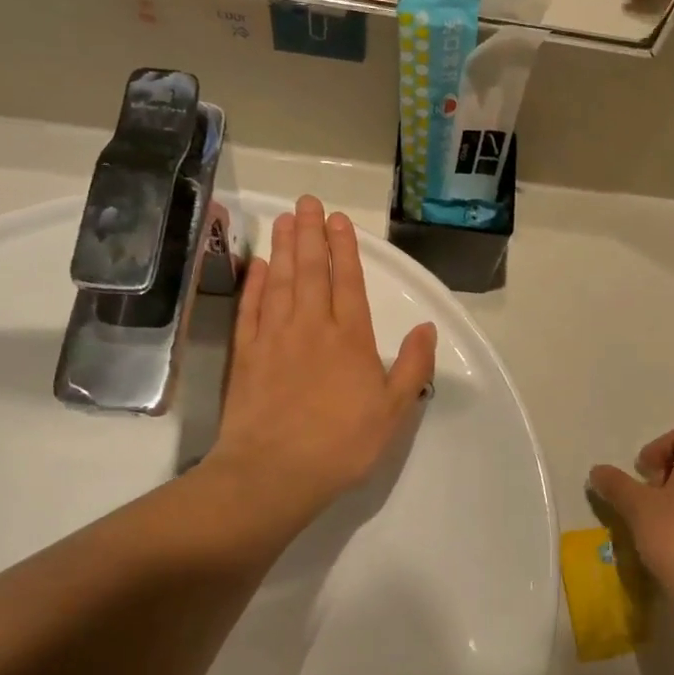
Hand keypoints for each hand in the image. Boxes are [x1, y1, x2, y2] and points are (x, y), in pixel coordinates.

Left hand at [206, 196, 436, 543]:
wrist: (274, 472)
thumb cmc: (342, 444)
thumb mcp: (394, 410)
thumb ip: (412, 366)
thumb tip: (427, 328)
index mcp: (350, 338)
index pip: (347, 281)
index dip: (343, 248)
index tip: (337, 219)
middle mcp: (311, 327)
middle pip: (310, 270)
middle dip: (309, 233)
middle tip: (306, 201)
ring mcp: (274, 337)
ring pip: (280, 281)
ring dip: (282, 248)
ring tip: (283, 219)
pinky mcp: (246, 354)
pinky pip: (251, 308)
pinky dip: (255, 284)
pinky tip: (258, 266)